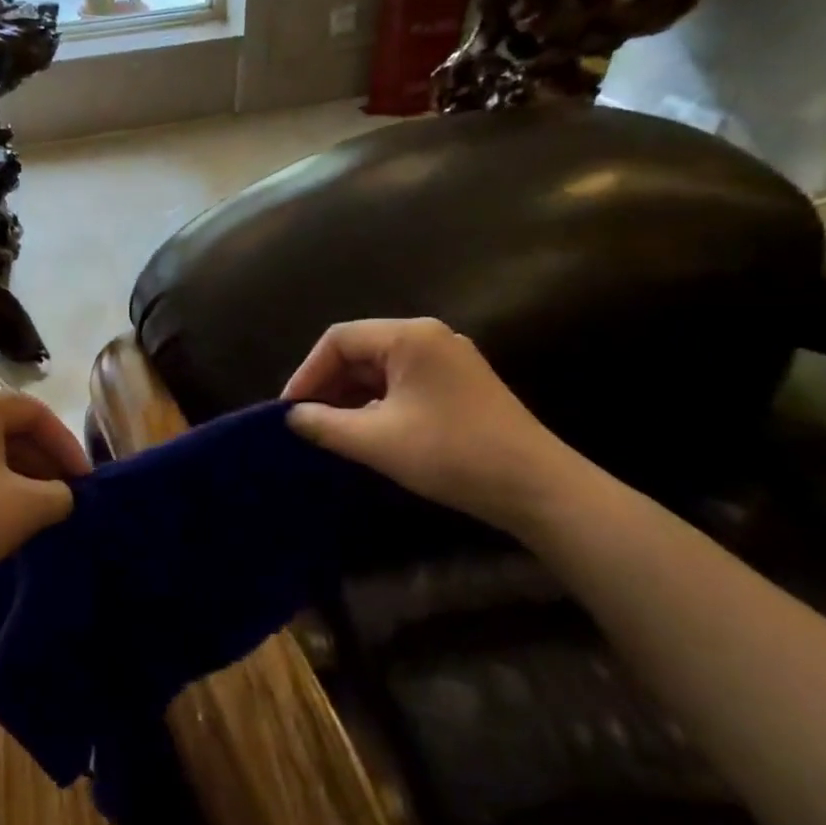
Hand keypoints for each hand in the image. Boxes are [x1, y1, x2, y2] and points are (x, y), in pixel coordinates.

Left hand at [0, 384, 89, 607]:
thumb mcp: (30, 506)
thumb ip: (61, 493)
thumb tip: (61, 495)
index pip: (35, 412)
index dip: (67, 445)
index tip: (85, 482)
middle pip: (8, 428)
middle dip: (43, 461)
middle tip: (65, 495)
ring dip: (18, 475)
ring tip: (37, 510)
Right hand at [282, 318, 577, 534]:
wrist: (537, 488)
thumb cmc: (451, 454)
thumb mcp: (377, 441)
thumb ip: (325, 424)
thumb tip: (292, 417)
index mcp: (409, 337)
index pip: (338, 340)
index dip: (307, 373)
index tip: (288, 410)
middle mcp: (429, 338)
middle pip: (360, 351)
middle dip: (328, 385)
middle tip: (305, 422)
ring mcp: (448, 361)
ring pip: (381, 369)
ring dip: (351, 397)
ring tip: (329, 431)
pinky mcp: (460, 385)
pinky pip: (403, 384)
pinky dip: (377, 404)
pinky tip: (366, 432)